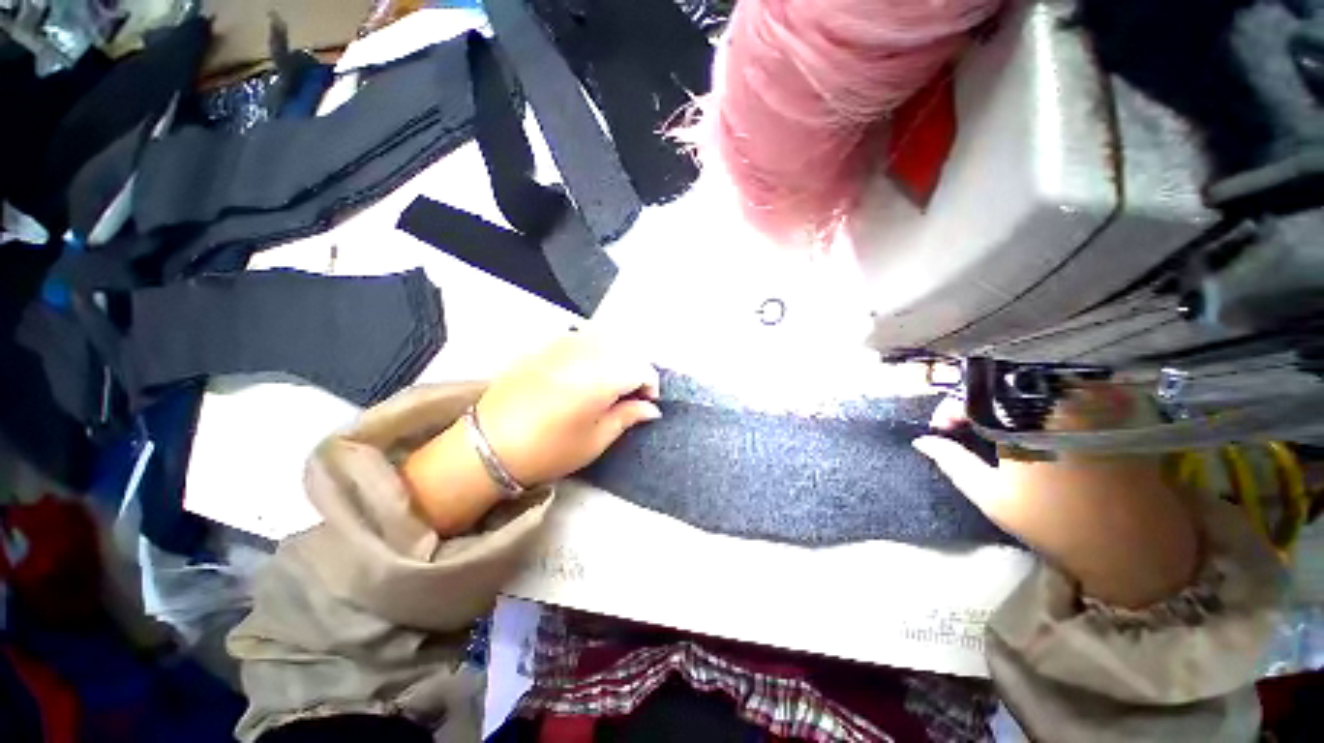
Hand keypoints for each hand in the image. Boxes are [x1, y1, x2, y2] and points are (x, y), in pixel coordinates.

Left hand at [404, 334, 660, 534]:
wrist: (487, 446)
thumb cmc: (548, 450)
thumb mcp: (595, 440)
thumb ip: (627, 417)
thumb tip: (651, 408)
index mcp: (600, 380)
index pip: (640, 368)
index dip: (650, 385)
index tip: (646, 403)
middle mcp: (584, 354)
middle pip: (625, 350)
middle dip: (635, 370)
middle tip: (629, 395)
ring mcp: (561, 346)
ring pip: (605, 339)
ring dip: (616, 357)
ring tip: (609, 383)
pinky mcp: (544, 347)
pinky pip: (580, 338)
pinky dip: (594, 350)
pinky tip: (586, 371)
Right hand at [913, 387, 1199, 608]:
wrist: (1130, 545)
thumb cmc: (1052, 521)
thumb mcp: (991, 495)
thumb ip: (953, 461)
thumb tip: (923, 440)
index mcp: (1024, 419)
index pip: (972, 396)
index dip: (950, 409)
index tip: (941, 428)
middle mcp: (1057, 401)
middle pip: (1002, 386)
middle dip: (977, 404)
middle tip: (969, 427)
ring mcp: (1090, 404)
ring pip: (1035, 387)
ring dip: (1009, 403)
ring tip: (1000, 428)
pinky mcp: (1113, 413)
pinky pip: (1069, 393)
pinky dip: (1045, 404)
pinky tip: (1040, 426)